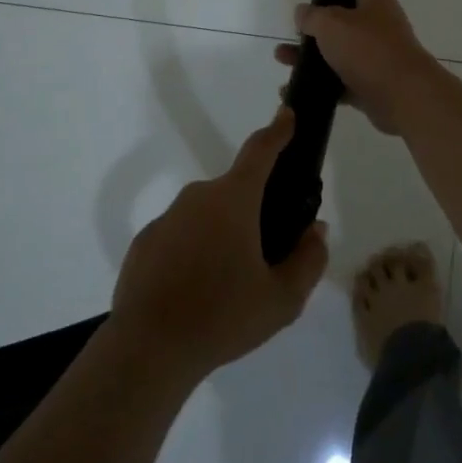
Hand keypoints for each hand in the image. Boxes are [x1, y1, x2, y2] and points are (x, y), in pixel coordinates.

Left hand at [110, 109, 328, 385]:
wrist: (147, 349)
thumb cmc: (222, 317)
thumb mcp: (282, 299)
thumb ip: (308, 260)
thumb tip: (316, 231)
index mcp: (233, 200)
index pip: (260, 151)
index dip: (277, 131)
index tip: (287, 114)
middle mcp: (198, 197)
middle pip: (235, 191)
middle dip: (253, 211)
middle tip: (267, 251)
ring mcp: (167, 218)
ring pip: (207, 216)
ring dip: (222, 235)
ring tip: (229, 283)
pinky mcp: (145, 242)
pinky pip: (181, 236)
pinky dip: (194, 252)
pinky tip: (196, 292)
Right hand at [273, 0, 438, 135]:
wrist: (403, 98)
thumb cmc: (369, 49)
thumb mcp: (332, 25)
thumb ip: (313, 17)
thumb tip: (303, 13)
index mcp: (375, 0)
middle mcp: (377, 25)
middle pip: (347, 14)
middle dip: (321, 18)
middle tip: (299, 20)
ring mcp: (375, 57)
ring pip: (338, 50)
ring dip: (310, 54)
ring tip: (282, 56)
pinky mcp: (369, 85)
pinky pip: (337, 82)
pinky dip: (317, 84)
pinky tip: (292, 88)